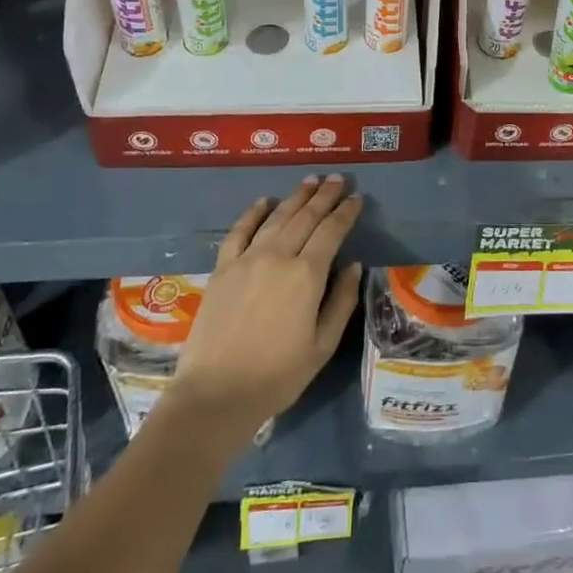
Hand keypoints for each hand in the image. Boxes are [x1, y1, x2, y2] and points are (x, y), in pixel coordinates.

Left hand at [168, 175, 363, 445]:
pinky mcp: (223, 268)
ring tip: (310, 181)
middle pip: (305, 217)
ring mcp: (247, 259)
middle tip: (337, 179)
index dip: (345, 212)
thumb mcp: (322, 345)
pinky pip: (240, 231)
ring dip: (295, 197)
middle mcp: (278, 256)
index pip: (331, 231)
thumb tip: (353, 266)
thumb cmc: (277, 376)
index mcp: (307, 275)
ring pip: (276, 218)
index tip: (357, 197)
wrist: (216, 394)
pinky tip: (264, 201)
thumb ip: (341, 301)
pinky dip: (253, 213)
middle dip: (324, 196)